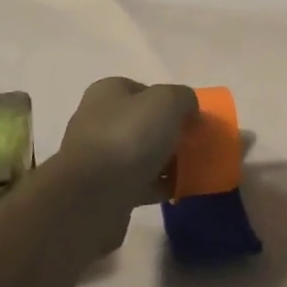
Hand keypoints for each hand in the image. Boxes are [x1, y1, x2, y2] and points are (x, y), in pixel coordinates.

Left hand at [53, 78, 197, 251]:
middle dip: (169, 134)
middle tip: (194, 146)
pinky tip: (177, 192)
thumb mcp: (168, 102)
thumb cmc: (129, 137)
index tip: (192, 120)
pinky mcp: (101, 190)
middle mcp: (97, 120)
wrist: (92, 197)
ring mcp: (97, 157)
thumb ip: (184, 98)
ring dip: (164, 162)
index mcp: (108, 92)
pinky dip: (157, 186)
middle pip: (143, 123)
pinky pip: (137, 183)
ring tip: (190, 171)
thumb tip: (190, 112)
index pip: (144, 89)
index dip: (171, 102)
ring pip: (140, 154)